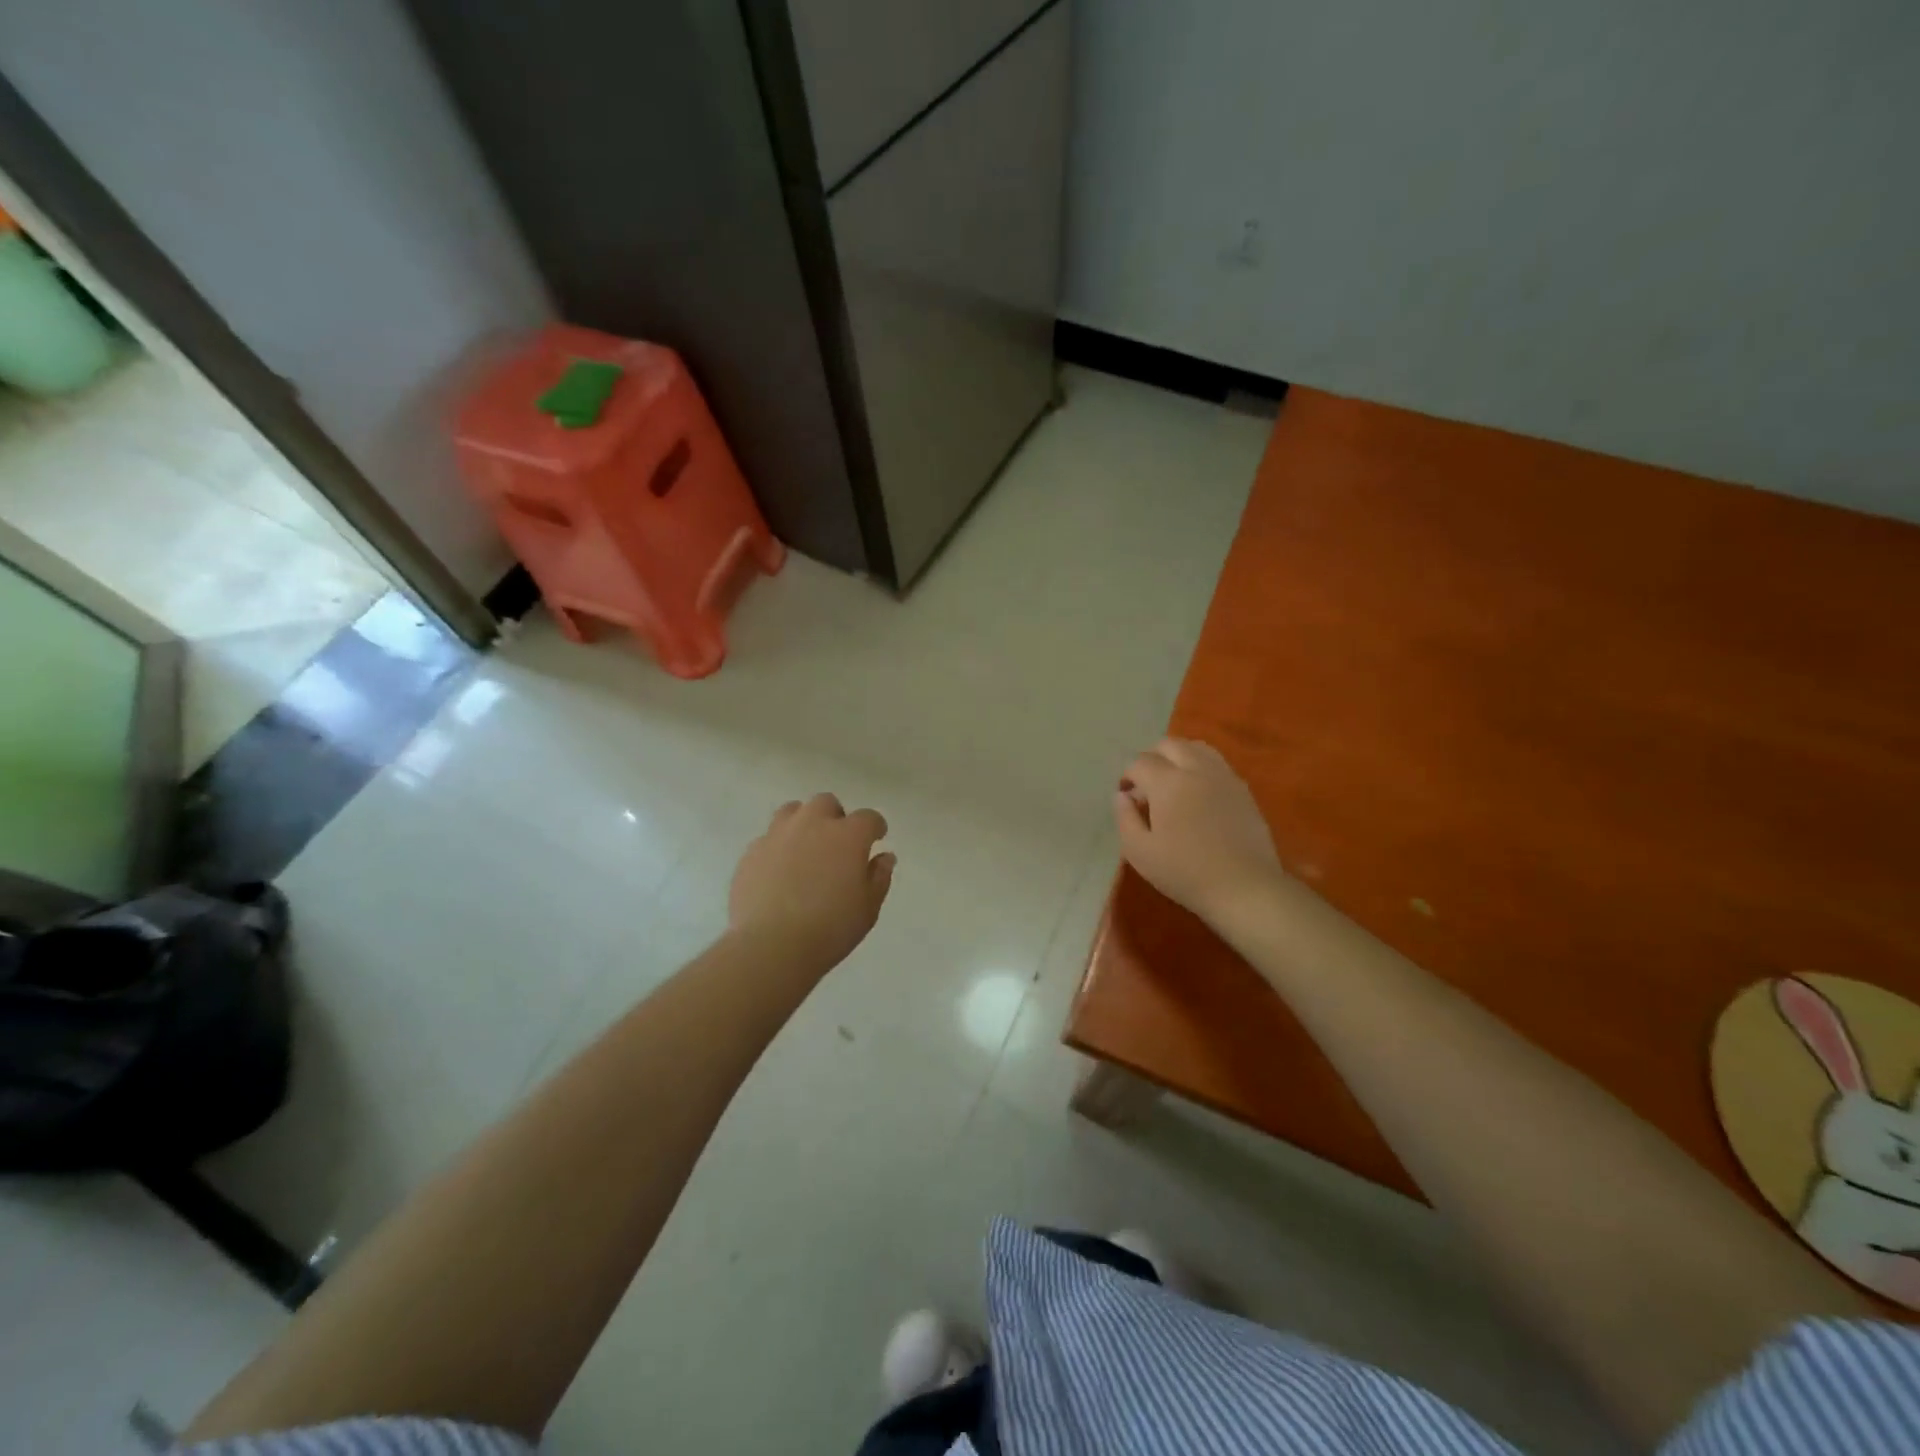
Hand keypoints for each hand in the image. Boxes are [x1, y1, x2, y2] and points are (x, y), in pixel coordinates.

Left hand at [729, 793, 894, 971]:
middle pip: (826, 803)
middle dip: (836, 818)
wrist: (771, 946)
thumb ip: (879, 877)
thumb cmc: (830, 928)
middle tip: (838, 845)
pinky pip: (769, 838)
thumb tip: (884, 857)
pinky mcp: (751, 852)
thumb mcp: (868, 908)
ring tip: (806, 849)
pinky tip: (780, 871)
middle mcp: (812, 824)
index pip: (869, 818)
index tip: (876, 840)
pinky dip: (779, 847)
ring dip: (804, 823)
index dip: (875, 828)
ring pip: (793, 811)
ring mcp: (778, 834)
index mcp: (848, 835)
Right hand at [1115, 738, 1286, 933]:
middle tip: (1146, 784)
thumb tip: (1122, 796)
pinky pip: (1217, 763)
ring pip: (1197, 748)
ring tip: (1172, 782)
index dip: (1127, 775)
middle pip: (1169, 744)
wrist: (1244, 887)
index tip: (1126, 795)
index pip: (1140, 762)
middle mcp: (1196, 769)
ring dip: (1178, 757)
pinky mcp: (1242, 789)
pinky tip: (1198, 793)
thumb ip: (1125, 818)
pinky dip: (1200, 767)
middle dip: (1151, 757)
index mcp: (1168, 783)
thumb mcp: (1140, 852)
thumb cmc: (1185, 872)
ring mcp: (1224, 776)